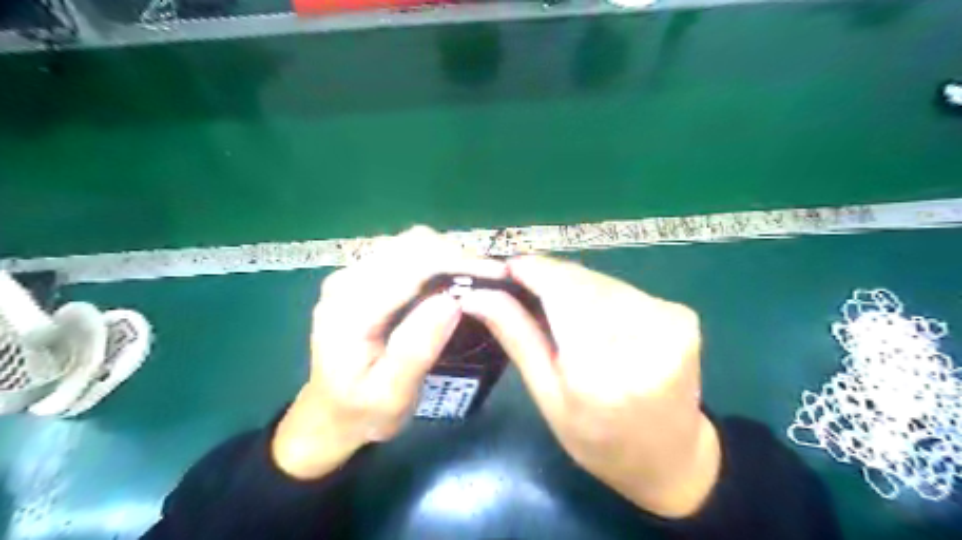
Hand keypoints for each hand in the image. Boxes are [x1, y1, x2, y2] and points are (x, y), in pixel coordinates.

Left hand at [269, 226, 504, 477]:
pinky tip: (451, 279)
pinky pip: (404, 253)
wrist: (329, 414)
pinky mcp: (362, 276)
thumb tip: (452, 301)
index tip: (497, 274)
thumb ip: (417, 348)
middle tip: (491, 279)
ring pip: (409, 244)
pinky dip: (435, 259)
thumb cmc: (363, 411)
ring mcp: (351, 275)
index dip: (457, 263)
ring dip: (447, 254)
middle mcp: (346, 282)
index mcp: (349, 310)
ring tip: (476, 278)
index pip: (410, 267)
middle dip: (456, 255)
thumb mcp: (392, 394)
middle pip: (410, 246)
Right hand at [461, 257, 720, 519]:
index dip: (531, 270)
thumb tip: (478, 296)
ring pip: (600, 279)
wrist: (671, 457)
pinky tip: (590, 315)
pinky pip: (622, 288)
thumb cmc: (599, 440)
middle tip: (521, 288)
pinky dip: (597, 294)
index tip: (504, 268)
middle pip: (581, 280)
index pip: (561, 291)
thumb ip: (517, 337)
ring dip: (572, 285)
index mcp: (601, 371)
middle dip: (548, 277)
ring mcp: (670, 322)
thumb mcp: (547, 397)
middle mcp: (643, 338)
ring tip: (554, 307)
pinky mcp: (681, 314)